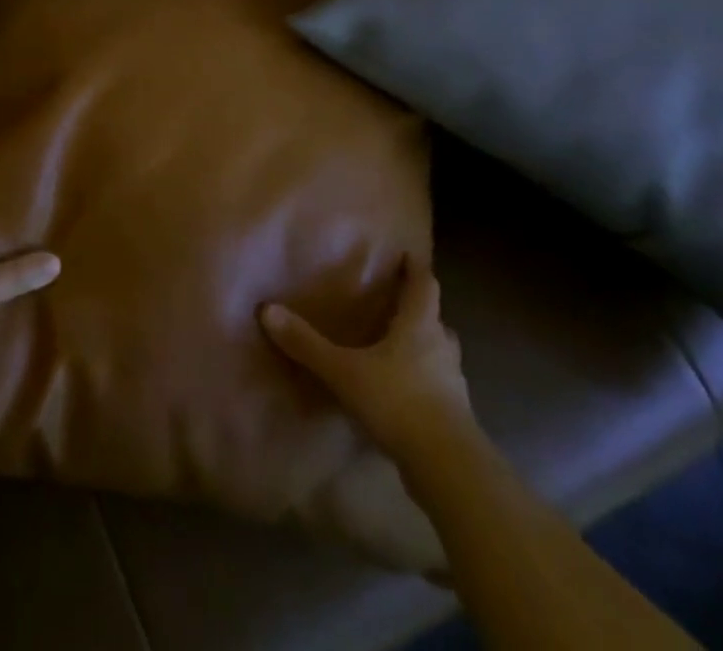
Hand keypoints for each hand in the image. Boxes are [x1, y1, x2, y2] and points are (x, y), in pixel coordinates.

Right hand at [260, 258, 474, 457]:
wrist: (448, 468)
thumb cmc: (398, 402)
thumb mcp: (344, 371)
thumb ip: (307, 344)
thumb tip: (267, 309)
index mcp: (420, 325)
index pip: (424, 284)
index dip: (415, 268)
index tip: (407, 255)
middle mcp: (441, 347)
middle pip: (434, 319)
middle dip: (417, 311)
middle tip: (395, 306)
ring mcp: (453, 384)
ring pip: (439, 355)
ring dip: (423, 349)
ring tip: (396, 350)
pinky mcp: (455, 418)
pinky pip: (438, 389)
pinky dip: (423, 384)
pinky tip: (402, 395)